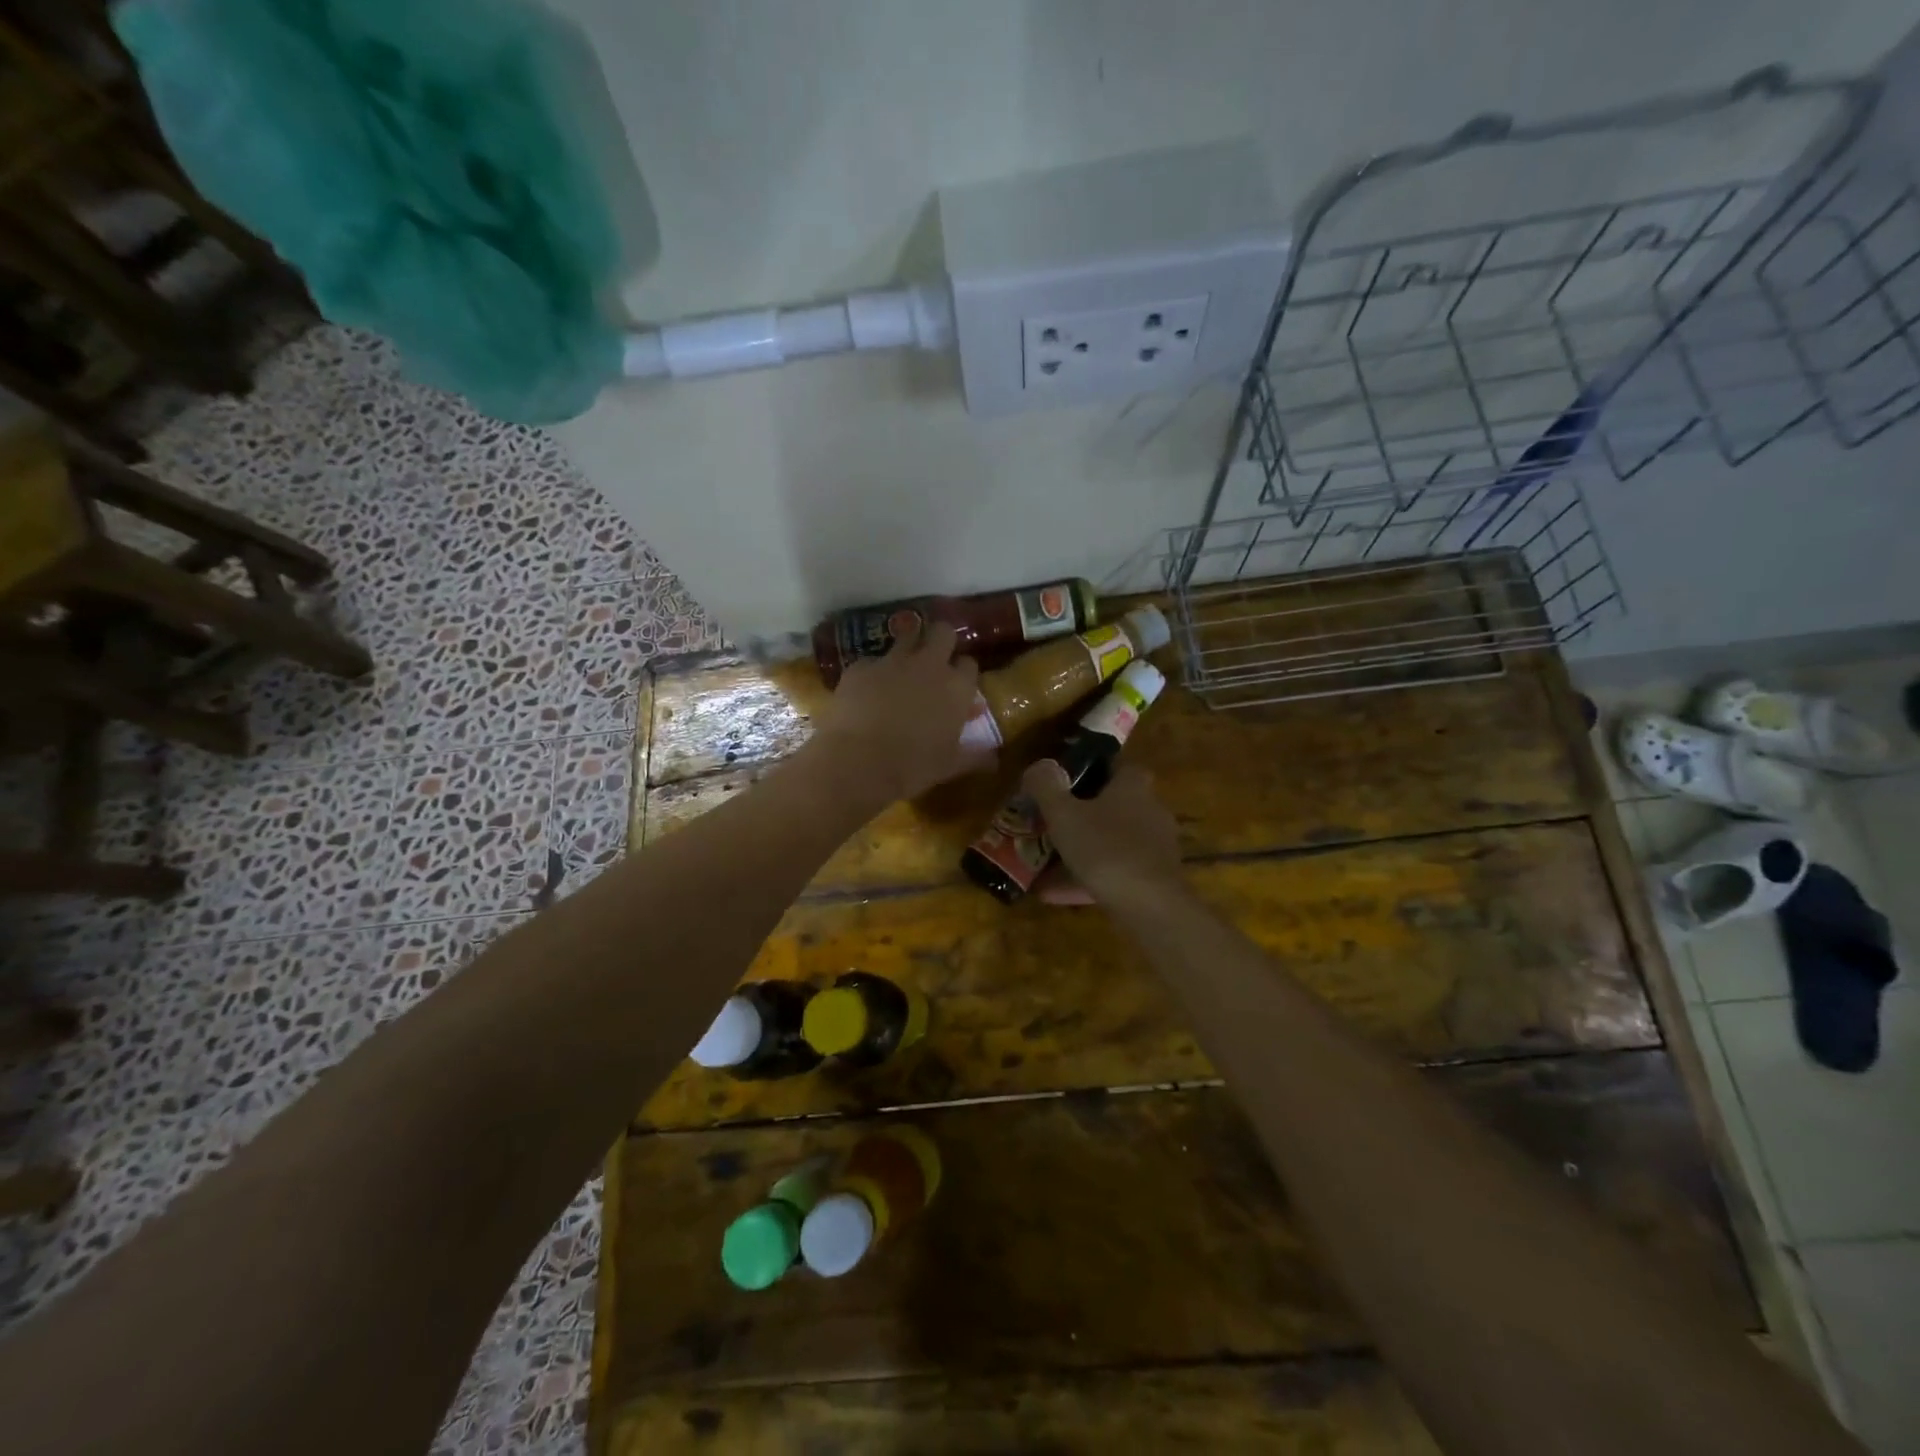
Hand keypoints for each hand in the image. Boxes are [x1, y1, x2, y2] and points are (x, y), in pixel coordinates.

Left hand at [809, 621, 994, 804]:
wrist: (858, 762)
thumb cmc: (912, 766)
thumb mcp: (949, 765)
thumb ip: (974, 755)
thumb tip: (994, 758)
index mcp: (956, 687)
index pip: (970, 664)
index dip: (963, 673)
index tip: (957, 685)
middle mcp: (929, 664)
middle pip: (942, 632)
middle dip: (941, 640)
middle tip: (934, 660)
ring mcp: (892, 660)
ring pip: (907, 635)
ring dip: (908, 646)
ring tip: (901, 667)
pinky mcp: (861, 665)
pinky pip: (871, 660)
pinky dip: (873, 672)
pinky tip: (865, 691)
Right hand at [1024, 761, 1183, 904]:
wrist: (1150, 905)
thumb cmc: (1105, 848)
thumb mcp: (1064, 814)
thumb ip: (1046, 787)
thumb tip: (1038, 767)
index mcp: (1132, 786)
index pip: (1116, 766)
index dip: (1091, 770)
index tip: (1064, 783)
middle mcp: (1150, 810)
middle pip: (1113, 806)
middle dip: (1082, 816)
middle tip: (1050, 825)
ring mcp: (1155, 846)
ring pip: (1111, 843)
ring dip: (1081, 851)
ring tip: (1045, 865)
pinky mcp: (1155, 878)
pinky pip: (1115, 872)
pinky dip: (1087, 879)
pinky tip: (1055, 895)